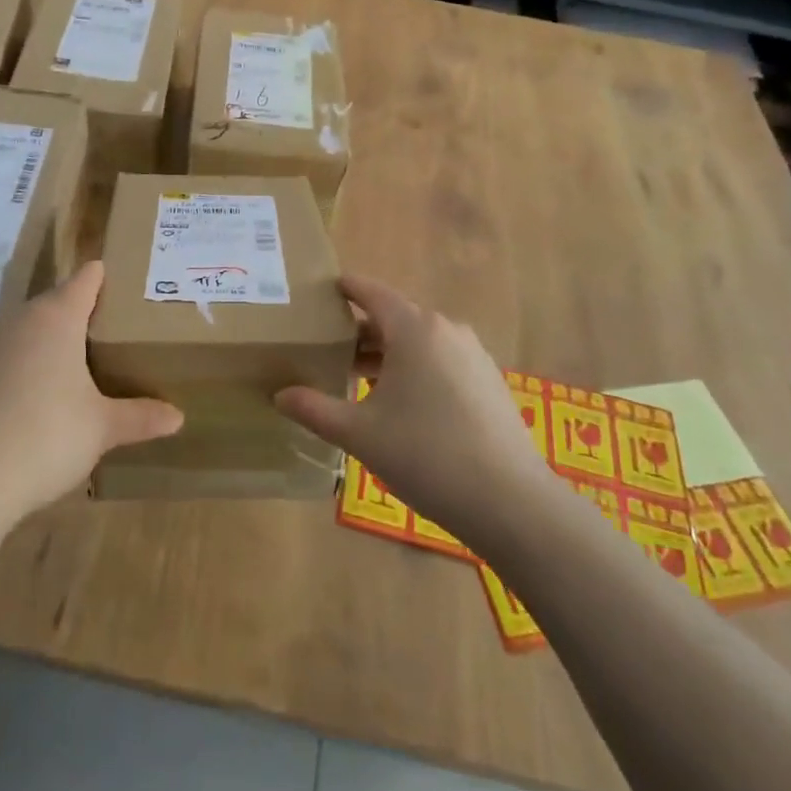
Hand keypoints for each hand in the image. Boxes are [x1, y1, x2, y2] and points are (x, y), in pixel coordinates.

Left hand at [0, 262, 182, 523]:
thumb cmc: (48, 436)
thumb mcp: (103, 428)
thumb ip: (140, 416)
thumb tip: (178, 417)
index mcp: (57, 317)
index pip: (85, 279)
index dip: (105, 276)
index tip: (128, 280)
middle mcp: (23, 321)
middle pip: (57, 300)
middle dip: (84, 308)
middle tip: (117, 323)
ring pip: (32, 327)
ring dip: (55, 335)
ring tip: (85, 354)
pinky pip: (13, 353)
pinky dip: (32, 361)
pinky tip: (45, 389)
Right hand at [274, 275, 549, 545]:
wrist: (511, 502)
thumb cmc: (426, 455)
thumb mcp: (360, 433)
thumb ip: (314, 409)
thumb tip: (279, 395)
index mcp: (414, 329)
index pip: (371, 292)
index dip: (344, 288)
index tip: (320, 289)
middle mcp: (446, 330)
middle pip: (394, 317)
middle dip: (359, 330)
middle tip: (325, 346)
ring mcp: (473, 355)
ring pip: (419, 342)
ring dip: (387, 353)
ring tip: (355, 378)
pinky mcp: (489, 382)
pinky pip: (441, 361)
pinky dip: (414, 369)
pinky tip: (399, 403)